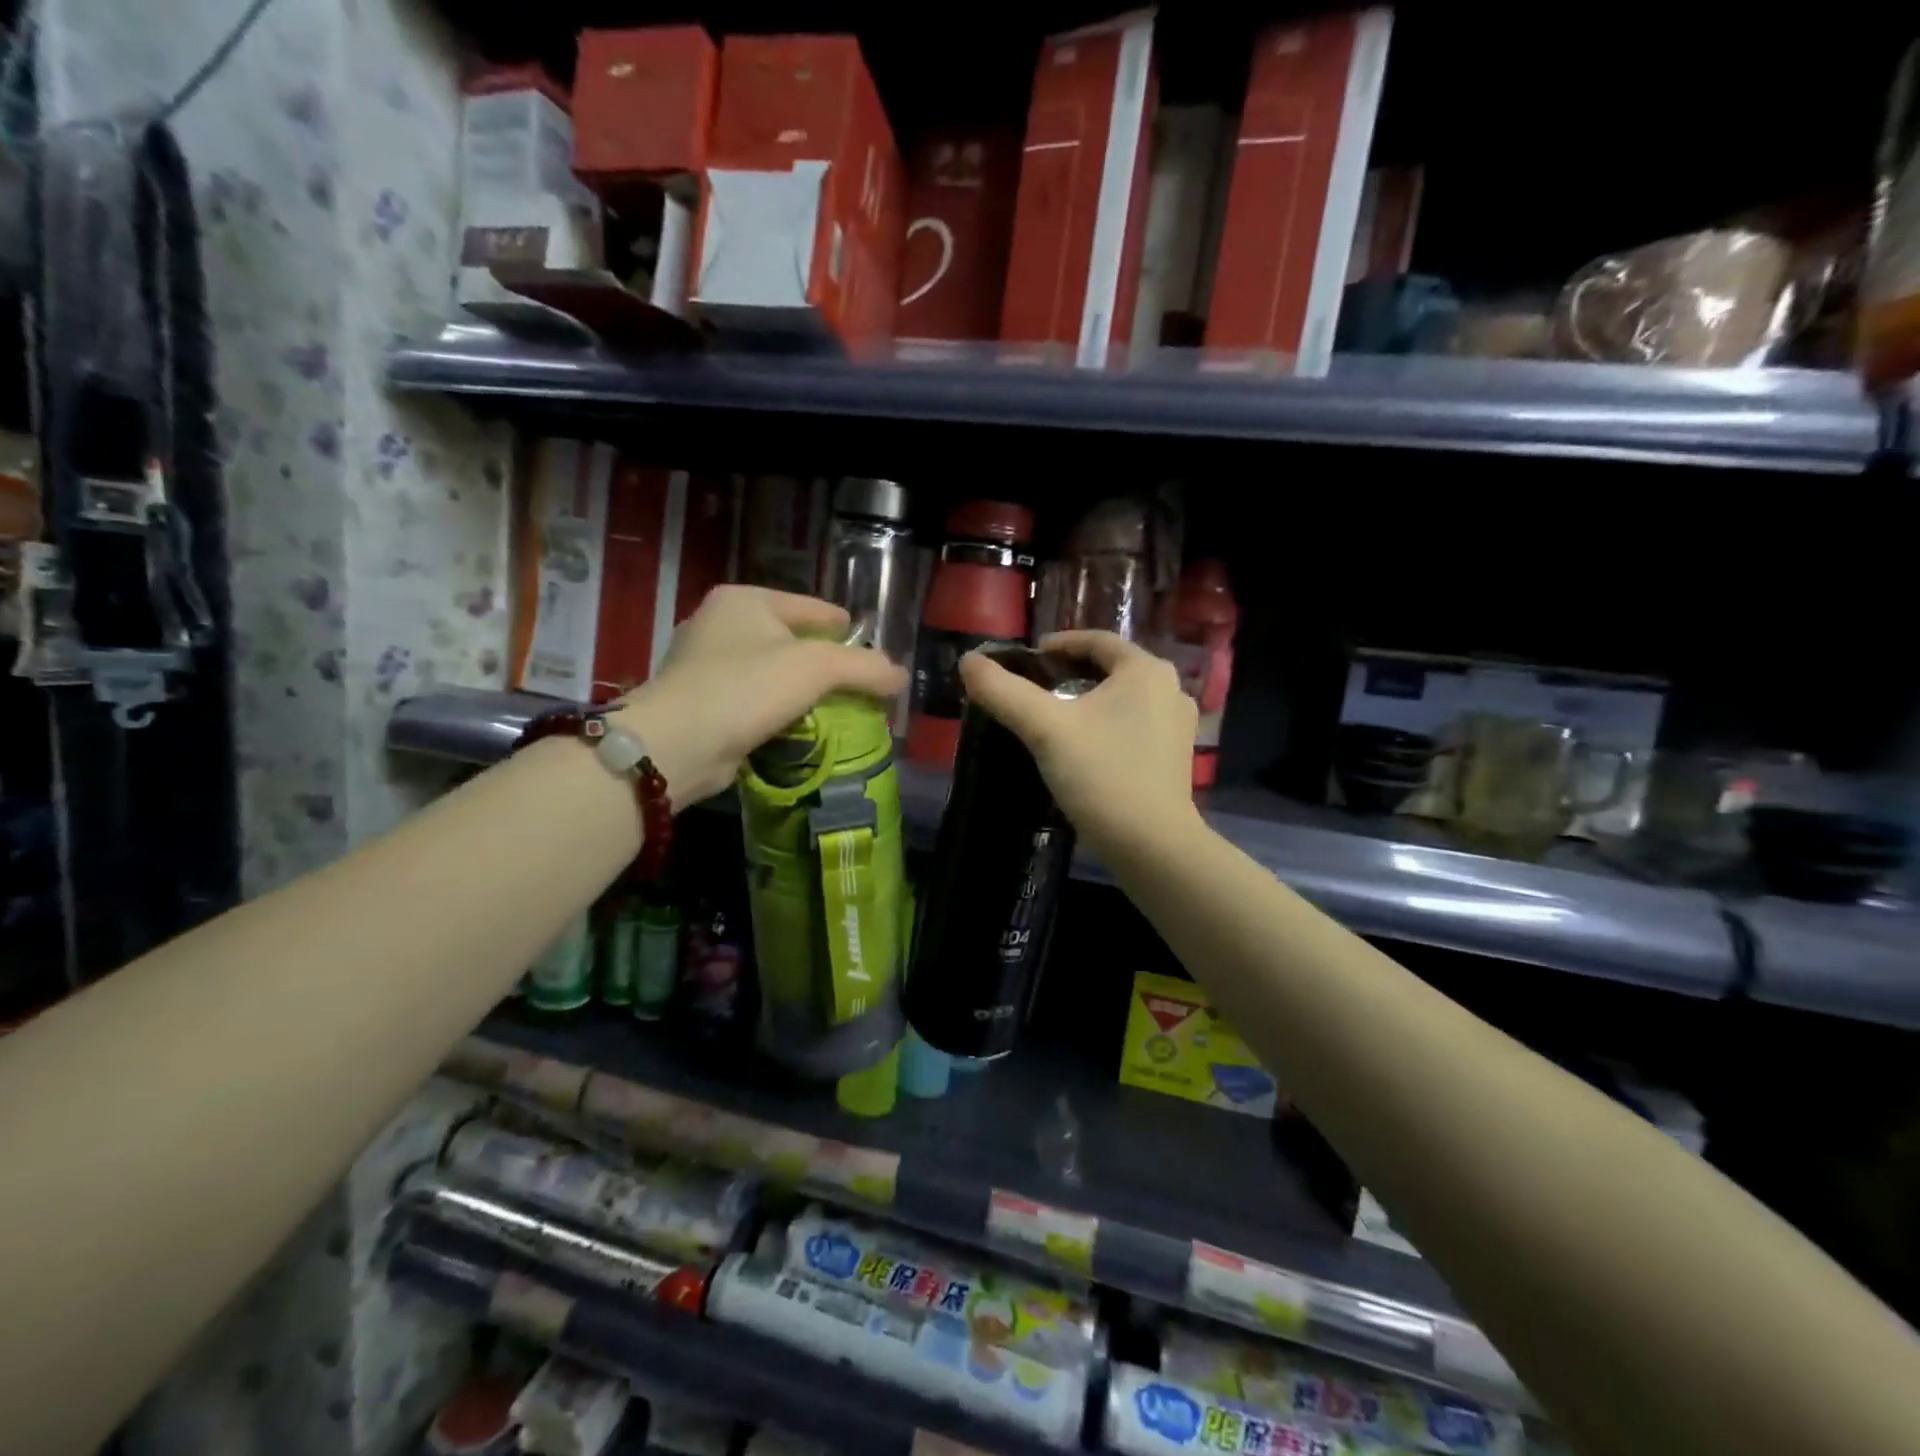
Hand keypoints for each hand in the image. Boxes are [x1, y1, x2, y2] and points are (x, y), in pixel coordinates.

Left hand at [613, 586, 905, 805]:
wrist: (677, 744)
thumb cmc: (746, 688)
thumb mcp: (816, 668)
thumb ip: (864, 667)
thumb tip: (899, 676)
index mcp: (745, 600)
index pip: (812, 607)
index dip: (845, 629)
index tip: (871, 654)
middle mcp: (720, 623)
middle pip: (791, 640)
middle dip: (823, 664)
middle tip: (857, 687)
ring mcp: (704, 664)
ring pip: (771, 672)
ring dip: (800, 691)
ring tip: (834, 711)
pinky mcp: (699, 703)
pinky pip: (753, 701)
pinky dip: (776, 712)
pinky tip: (797, 729)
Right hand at [959, 630, 1201, 860]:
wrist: (1152, 845)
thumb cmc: (1101, 775)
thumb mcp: (1045, 729)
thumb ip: (1004, 691)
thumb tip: (969, 661)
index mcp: (1145, 670)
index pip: (1096, 641)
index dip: (1058, 644)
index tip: (1027, 659)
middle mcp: (1170, 689)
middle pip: (1111, 668)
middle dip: (1072, 672)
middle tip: (1035, 686)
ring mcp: (1178, 724)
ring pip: (1123, 697)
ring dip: (1089, 698)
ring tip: (1054, 715)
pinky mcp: (1175, 756)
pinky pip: (1134, 724)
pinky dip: (1106, 723)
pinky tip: (1083, 745)